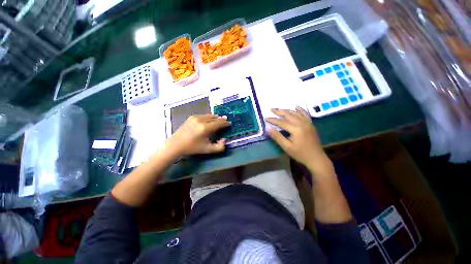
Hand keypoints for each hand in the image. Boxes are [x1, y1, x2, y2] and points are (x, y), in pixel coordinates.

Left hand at [165, 114, 230, 156]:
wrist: (176, 144)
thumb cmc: (193, 148)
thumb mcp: (208, 150)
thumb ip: (220, 147)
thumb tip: (224, 139)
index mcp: (205, 128)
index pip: (219, 123)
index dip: (225, 123)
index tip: (229, 123)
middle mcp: (201, 120)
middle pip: (215, 118)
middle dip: (221, 119)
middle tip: (226, 120)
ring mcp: (196, 117)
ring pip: (210, 115)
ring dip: (216, 117)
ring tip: (220, 119)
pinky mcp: (192, 117)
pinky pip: (204, 115)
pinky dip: (209, 117)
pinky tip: (210, 120)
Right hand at [266, 106, 332, 175]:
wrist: (316, 158)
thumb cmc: (300, 154)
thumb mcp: (287, 147)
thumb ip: (277, 137)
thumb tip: (268, 128)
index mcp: (296, 129)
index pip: (281, 122)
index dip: (273, 120)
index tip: (266, 118)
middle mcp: (302, 123)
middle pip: (289, 115)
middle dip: (279, 111)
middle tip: (272, 109)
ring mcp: (308, 123)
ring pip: (296, 113)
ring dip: (287, 110)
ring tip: (280, 109)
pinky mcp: (311, 125)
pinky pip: (305, 114)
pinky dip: (300, 110)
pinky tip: (296, 107)